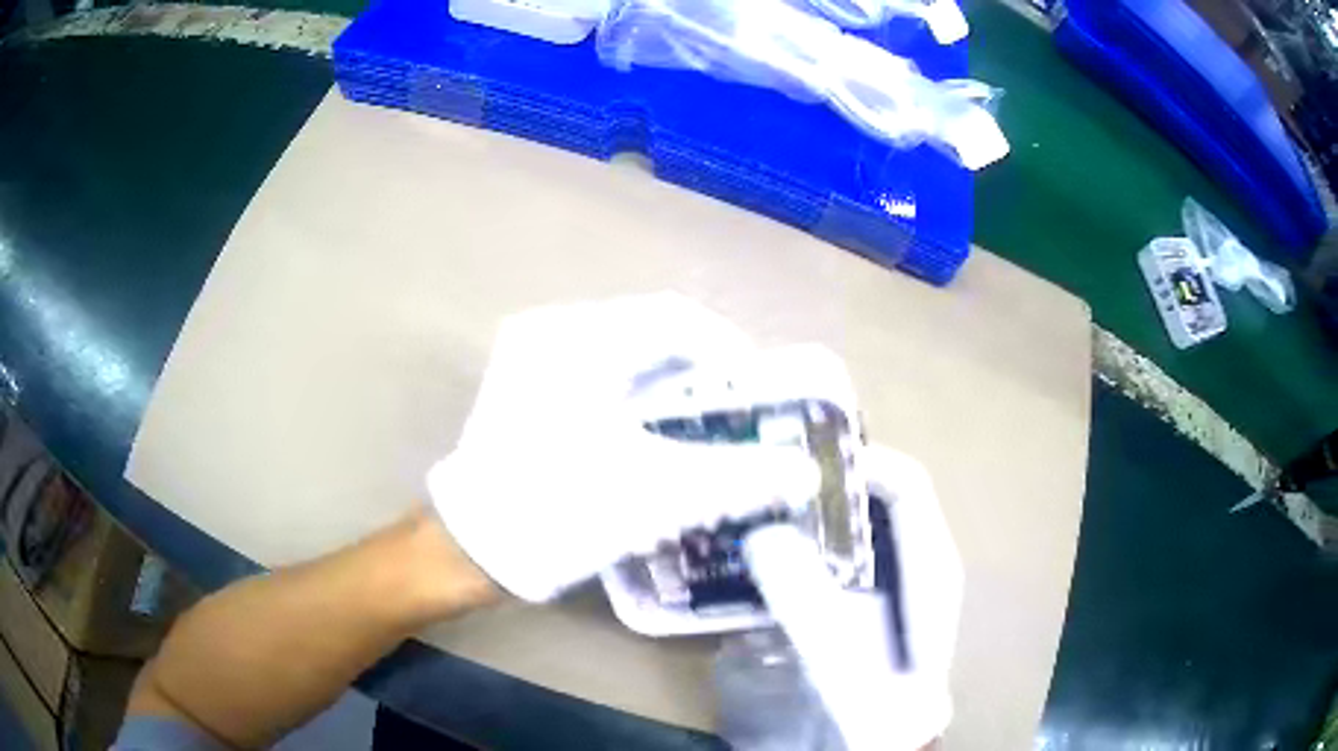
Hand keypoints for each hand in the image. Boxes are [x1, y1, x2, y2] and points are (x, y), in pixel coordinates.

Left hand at [427, 293, 818, 601]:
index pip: (677, 320)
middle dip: (703, 377)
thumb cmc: (556, 511)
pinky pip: (599, 382)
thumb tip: (804, 472)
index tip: (760, 397)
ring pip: (626, 361)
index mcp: (579, 338)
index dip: (730, 353)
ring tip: (707, 434)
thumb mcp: (655, 495)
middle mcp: (553, 334)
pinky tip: (657, 444)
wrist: (468, 551)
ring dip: (672, 393)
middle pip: (652, 338)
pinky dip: (637, 406)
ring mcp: (533, 363)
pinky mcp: (528, 393)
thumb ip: (737, 478)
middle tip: (740, 419)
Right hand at [744, 444, 962, 750]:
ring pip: (861, 528)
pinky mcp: (875, 605)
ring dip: (817, 515)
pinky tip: (774, 558)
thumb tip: (760, 534)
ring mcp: (898, 584)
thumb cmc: (876, 702)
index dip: (861, 460)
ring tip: (762, 507)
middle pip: (881, 499)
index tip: (800, 454)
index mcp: (930, 561)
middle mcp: (920, 561)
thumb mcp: (840, 650)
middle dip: (828, 484)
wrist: (885, 741)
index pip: (906, 482)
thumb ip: (804, 595)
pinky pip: (846, 558)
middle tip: (769, 477)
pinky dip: (814, 548)